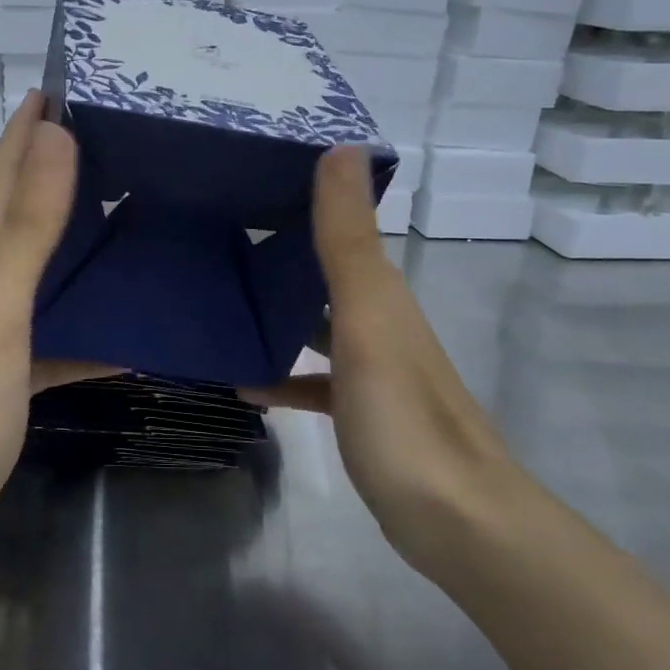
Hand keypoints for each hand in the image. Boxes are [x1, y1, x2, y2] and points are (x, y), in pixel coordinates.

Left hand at [0, 92, 112, 545]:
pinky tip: (133, 324)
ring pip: (45, 263)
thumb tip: (56, 135)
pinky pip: (63, 327)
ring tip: (134, 212)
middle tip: (119, 140)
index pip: (4, 171)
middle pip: (23, 207)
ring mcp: (1, 326)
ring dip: (80, 234)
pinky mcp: (17, 367)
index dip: (28, 126)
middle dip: (59, 165)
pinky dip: (94, 317)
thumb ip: (26, 227)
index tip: (68, 84)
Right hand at [242, 146, 526, 576]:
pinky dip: (284, 375)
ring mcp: (372, 371)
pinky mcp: (362, 413)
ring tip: (219, 305)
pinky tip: (247, 383)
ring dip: (276, 314)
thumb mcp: (369, 319)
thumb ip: (348, 241)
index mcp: (381, 293)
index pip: (339, 228)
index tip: (244, 180)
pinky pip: (314, 380)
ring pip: (316, 325)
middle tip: (214, 239)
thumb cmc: (402, 416)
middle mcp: (380, 322)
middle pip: (324, 274)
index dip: (300, 199)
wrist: (455, 521)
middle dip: (277, 255)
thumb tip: (341, 147)